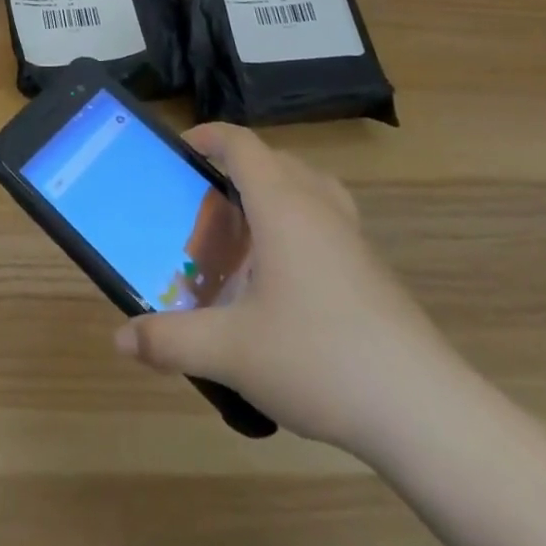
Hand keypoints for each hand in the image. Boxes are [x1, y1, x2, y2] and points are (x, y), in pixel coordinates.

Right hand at [114, 123, 455, 454]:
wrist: (424, 410)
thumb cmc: (319, 358)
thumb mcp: (232, 351)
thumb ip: (172, 340)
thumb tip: (122, 338)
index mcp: (282, 204)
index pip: (241, 143)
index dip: (208, 135)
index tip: (180, 149)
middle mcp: (318, 205)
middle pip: (272, 160)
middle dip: (233, 170)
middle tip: (203, 206)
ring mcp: (351, 235)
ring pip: (305, 187)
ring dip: (270, 194)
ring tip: (244, 234)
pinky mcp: (372, 267)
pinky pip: (325, 219)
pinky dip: (297, 224)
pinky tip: (285, 279)